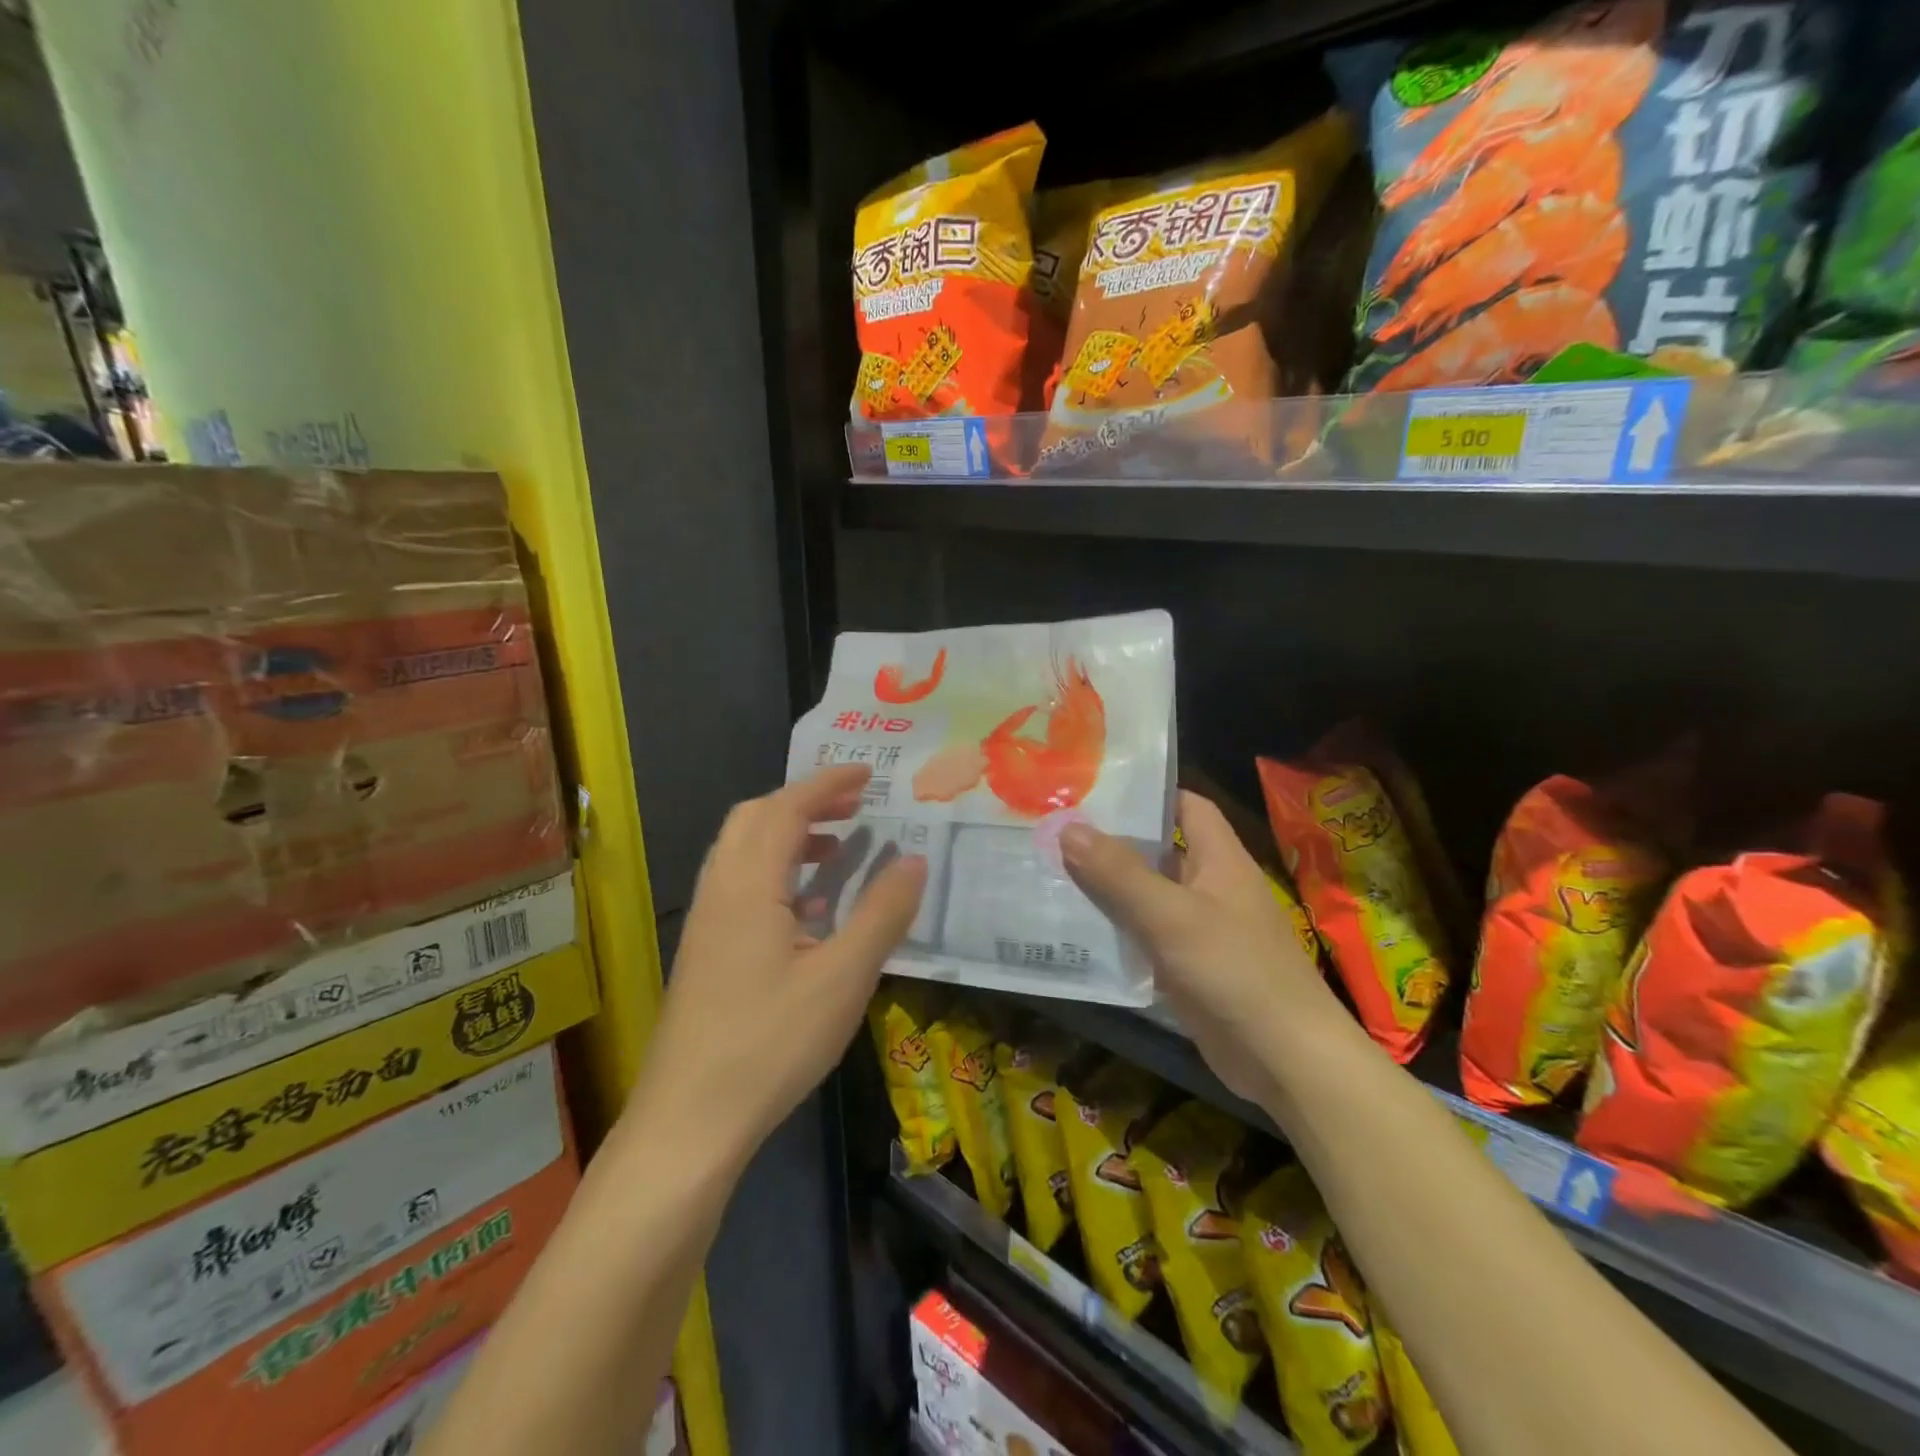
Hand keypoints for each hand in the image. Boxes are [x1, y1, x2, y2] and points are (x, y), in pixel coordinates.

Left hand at [628, 765, 926, 1163]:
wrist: (688, 1122)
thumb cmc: (770, 1043)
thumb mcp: (843, 977)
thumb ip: (882, 913)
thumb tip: (915, 860)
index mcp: (749, 884)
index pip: (786, 808)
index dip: (827, 783)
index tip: (867, 774)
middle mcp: (720, 890)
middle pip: (755, 818)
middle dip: (805, 801)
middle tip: (854, 807)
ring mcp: (706, 922)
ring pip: (743, 851)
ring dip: (788, 835)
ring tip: (837, 849)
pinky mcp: (704, 951)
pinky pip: (740, 884)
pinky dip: (776, 871)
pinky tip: (809, 909)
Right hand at [1061, 791, 1340, 1102]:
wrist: (1286, 1059)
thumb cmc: (1235, 970)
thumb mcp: (1171, 915)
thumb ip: (1119, 873)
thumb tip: (1068, 827)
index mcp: (1219, 858)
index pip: (1186, 805)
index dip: (1147, 793)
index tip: (1095, 790)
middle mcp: (1210, 886)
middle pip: (1158, 851)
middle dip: (1110, 842)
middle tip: (1054, 830)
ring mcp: (1198, 929)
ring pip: (1145, 896)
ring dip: (1106, 888)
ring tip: (1049, 872)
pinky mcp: (1187, 967)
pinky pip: (1144, 937)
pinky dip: (1114, 931)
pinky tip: (1073, 930)